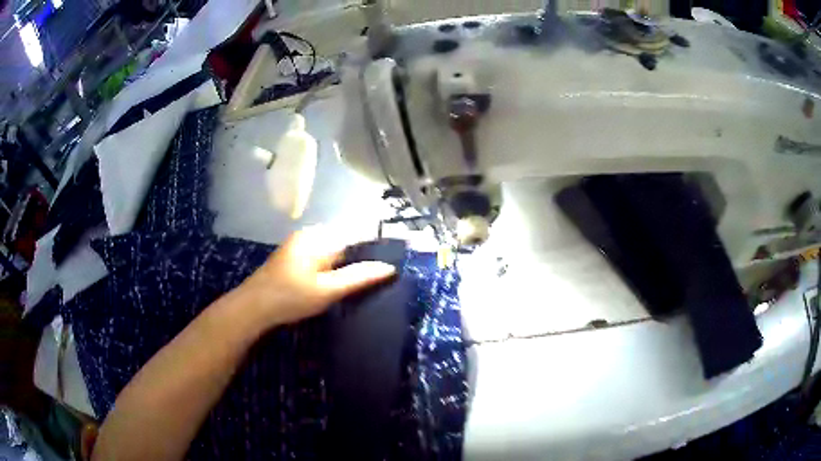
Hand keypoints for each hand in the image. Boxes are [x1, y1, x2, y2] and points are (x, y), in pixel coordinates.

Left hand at [240, 226, 396, 327]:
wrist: (253, 307)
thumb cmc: (290, 298)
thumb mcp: (328, 290)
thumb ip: (358, 277)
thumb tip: (389, 267)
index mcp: (319, 237)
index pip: (356, 236)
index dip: (374, 250)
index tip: (389, 268)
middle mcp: (310, 234)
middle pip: (344, 243)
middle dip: (360, 259)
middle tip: (375, 282)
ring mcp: (300, 244)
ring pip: (333, 251)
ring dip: (346, 266)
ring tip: (359, 285)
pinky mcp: (294, 255)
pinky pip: (321, 257)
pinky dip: (332, 268)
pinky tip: (335, 284)